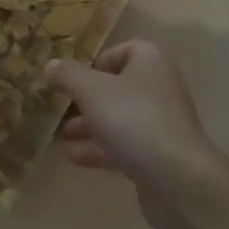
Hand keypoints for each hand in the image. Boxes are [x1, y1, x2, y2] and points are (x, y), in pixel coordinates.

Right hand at [47, 41, 228, 228]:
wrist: (177, 178)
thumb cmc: (133, 119)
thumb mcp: (91, 90)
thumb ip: (68, 75)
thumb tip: (50, 65)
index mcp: (149, 61)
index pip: (122, 50)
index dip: (95, 62)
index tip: (72, 79)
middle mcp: (159, 87)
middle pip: (117, 87)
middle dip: (86, 99)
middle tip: (60, 109)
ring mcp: (161, 123)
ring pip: (118, 118)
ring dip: (89, 126)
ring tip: (60, 136)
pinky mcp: (159, 155)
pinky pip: (124, 145)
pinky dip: (100, 148)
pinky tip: (74, 157)